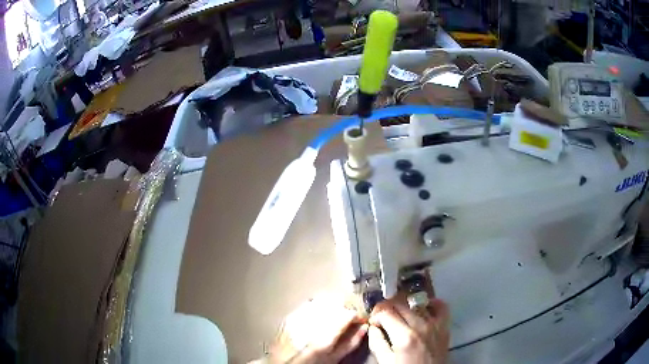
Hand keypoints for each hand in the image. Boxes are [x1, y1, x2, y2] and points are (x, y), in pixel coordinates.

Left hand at [267, 295, 367, 363]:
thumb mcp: (334, 358)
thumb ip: (351, 343)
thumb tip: (363, 328)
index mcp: (324, 336)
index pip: (348, 313)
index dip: (358, 315)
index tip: (360, 320)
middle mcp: (311, 324)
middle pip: (336, 303)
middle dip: (346, 308)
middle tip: (349, 318)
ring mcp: (299, 317)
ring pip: (323, 300)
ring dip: (333, 306)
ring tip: (335, 317)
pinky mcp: (291, 315)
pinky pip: (310, 303)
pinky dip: (319, 306)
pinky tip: (320, 316)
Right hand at [368, 295, 449, 363]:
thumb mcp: (385, 361)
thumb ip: (376, 342)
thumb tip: (373, 326)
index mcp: (404, 336)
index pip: (385, 312)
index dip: (375, 314)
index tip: (373, 321)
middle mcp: (420, 326)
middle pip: (400, 304)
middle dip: (387, 308)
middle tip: (382, 318)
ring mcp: (435, 324)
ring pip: (417, 304)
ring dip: (404, 307)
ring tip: (399, 316)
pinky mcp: (444, 326)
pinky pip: (441, 306)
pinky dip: (432, 303)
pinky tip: (423, 307)